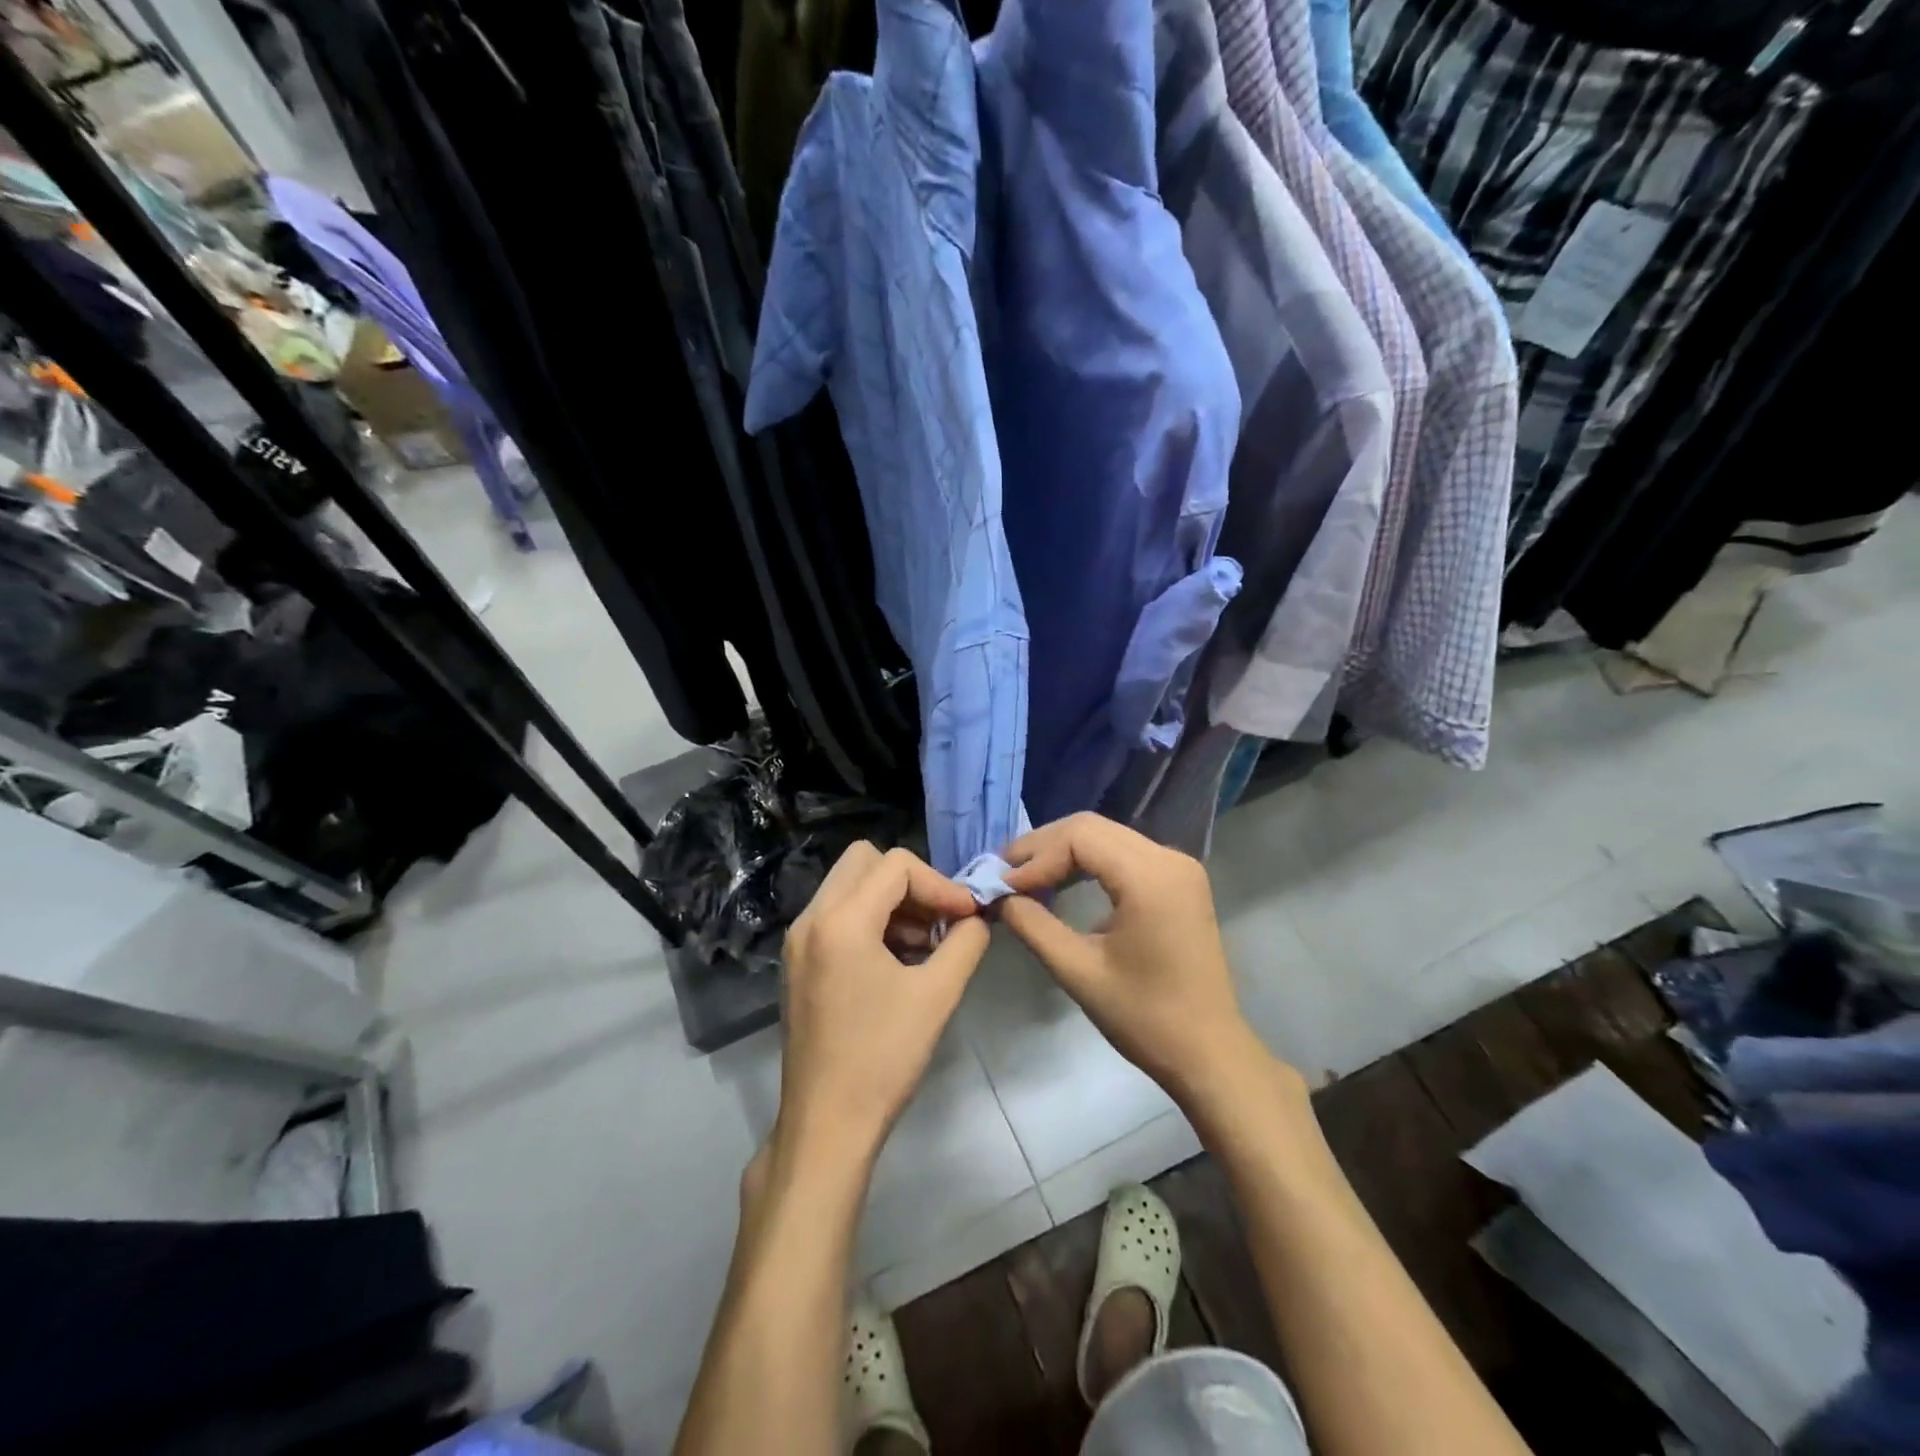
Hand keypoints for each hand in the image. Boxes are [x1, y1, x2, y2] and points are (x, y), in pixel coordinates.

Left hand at [775, 843, 990, 1167]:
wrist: (827, 1124)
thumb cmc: (883, 1058)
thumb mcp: (937, 995)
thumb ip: (965, 943)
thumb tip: (976, 919)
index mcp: (841, 920)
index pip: (897, 865)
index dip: (940, 884)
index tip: (967, 917)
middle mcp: (811, 918)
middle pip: (865, 862)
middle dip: (910, 884)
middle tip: (940, 921)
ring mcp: (799, 941)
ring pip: (849, 887)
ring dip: (891, 902)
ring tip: (924, 946)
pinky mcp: (798, 963)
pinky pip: (837, 916)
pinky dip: (870, 922)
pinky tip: (897, 962)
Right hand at [998, 813, 1280, 1108]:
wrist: (1208, 1053)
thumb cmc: (1144, 1017)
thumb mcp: (1078, 971)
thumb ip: (1033, 925)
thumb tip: (997, 897)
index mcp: (1150, 877)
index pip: (1079, 837)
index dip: (1035, 856)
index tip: (1000, 885)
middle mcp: (1169, 858)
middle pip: (1092, 828)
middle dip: (1043, 847)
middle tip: (1003, 873)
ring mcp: (1178, 867)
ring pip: (1107, 836)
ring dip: (1063, 852)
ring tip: (1023, 876)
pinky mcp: (1178, 880)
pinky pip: (1124, 852)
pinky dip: (1088, 861)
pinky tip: (1061, 881)